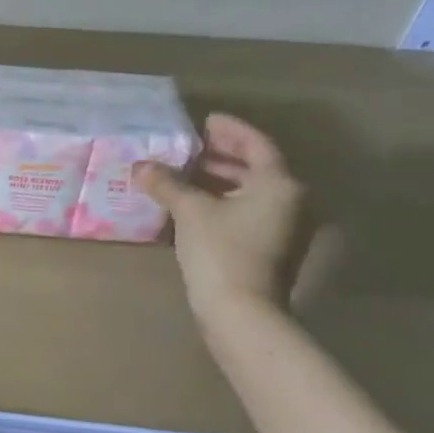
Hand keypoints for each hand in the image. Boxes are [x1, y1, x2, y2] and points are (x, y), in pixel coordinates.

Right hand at [133, 114, 310, 323]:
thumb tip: (142, 167)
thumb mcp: (190, 211)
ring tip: (186, 173)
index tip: (205, 121)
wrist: (242, 311)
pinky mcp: (272, 248)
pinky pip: (248, 211)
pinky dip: (224, 201)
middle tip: (192, 146)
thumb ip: (167, 183)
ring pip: (252, 192)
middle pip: (257, 168)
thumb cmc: (221, 251)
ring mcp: (285, 227)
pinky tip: (195, 204)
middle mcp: (291, 201)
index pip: (256, 144)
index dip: (230, 130)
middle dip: (223, 155)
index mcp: (279, 184)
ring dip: (221, 180)